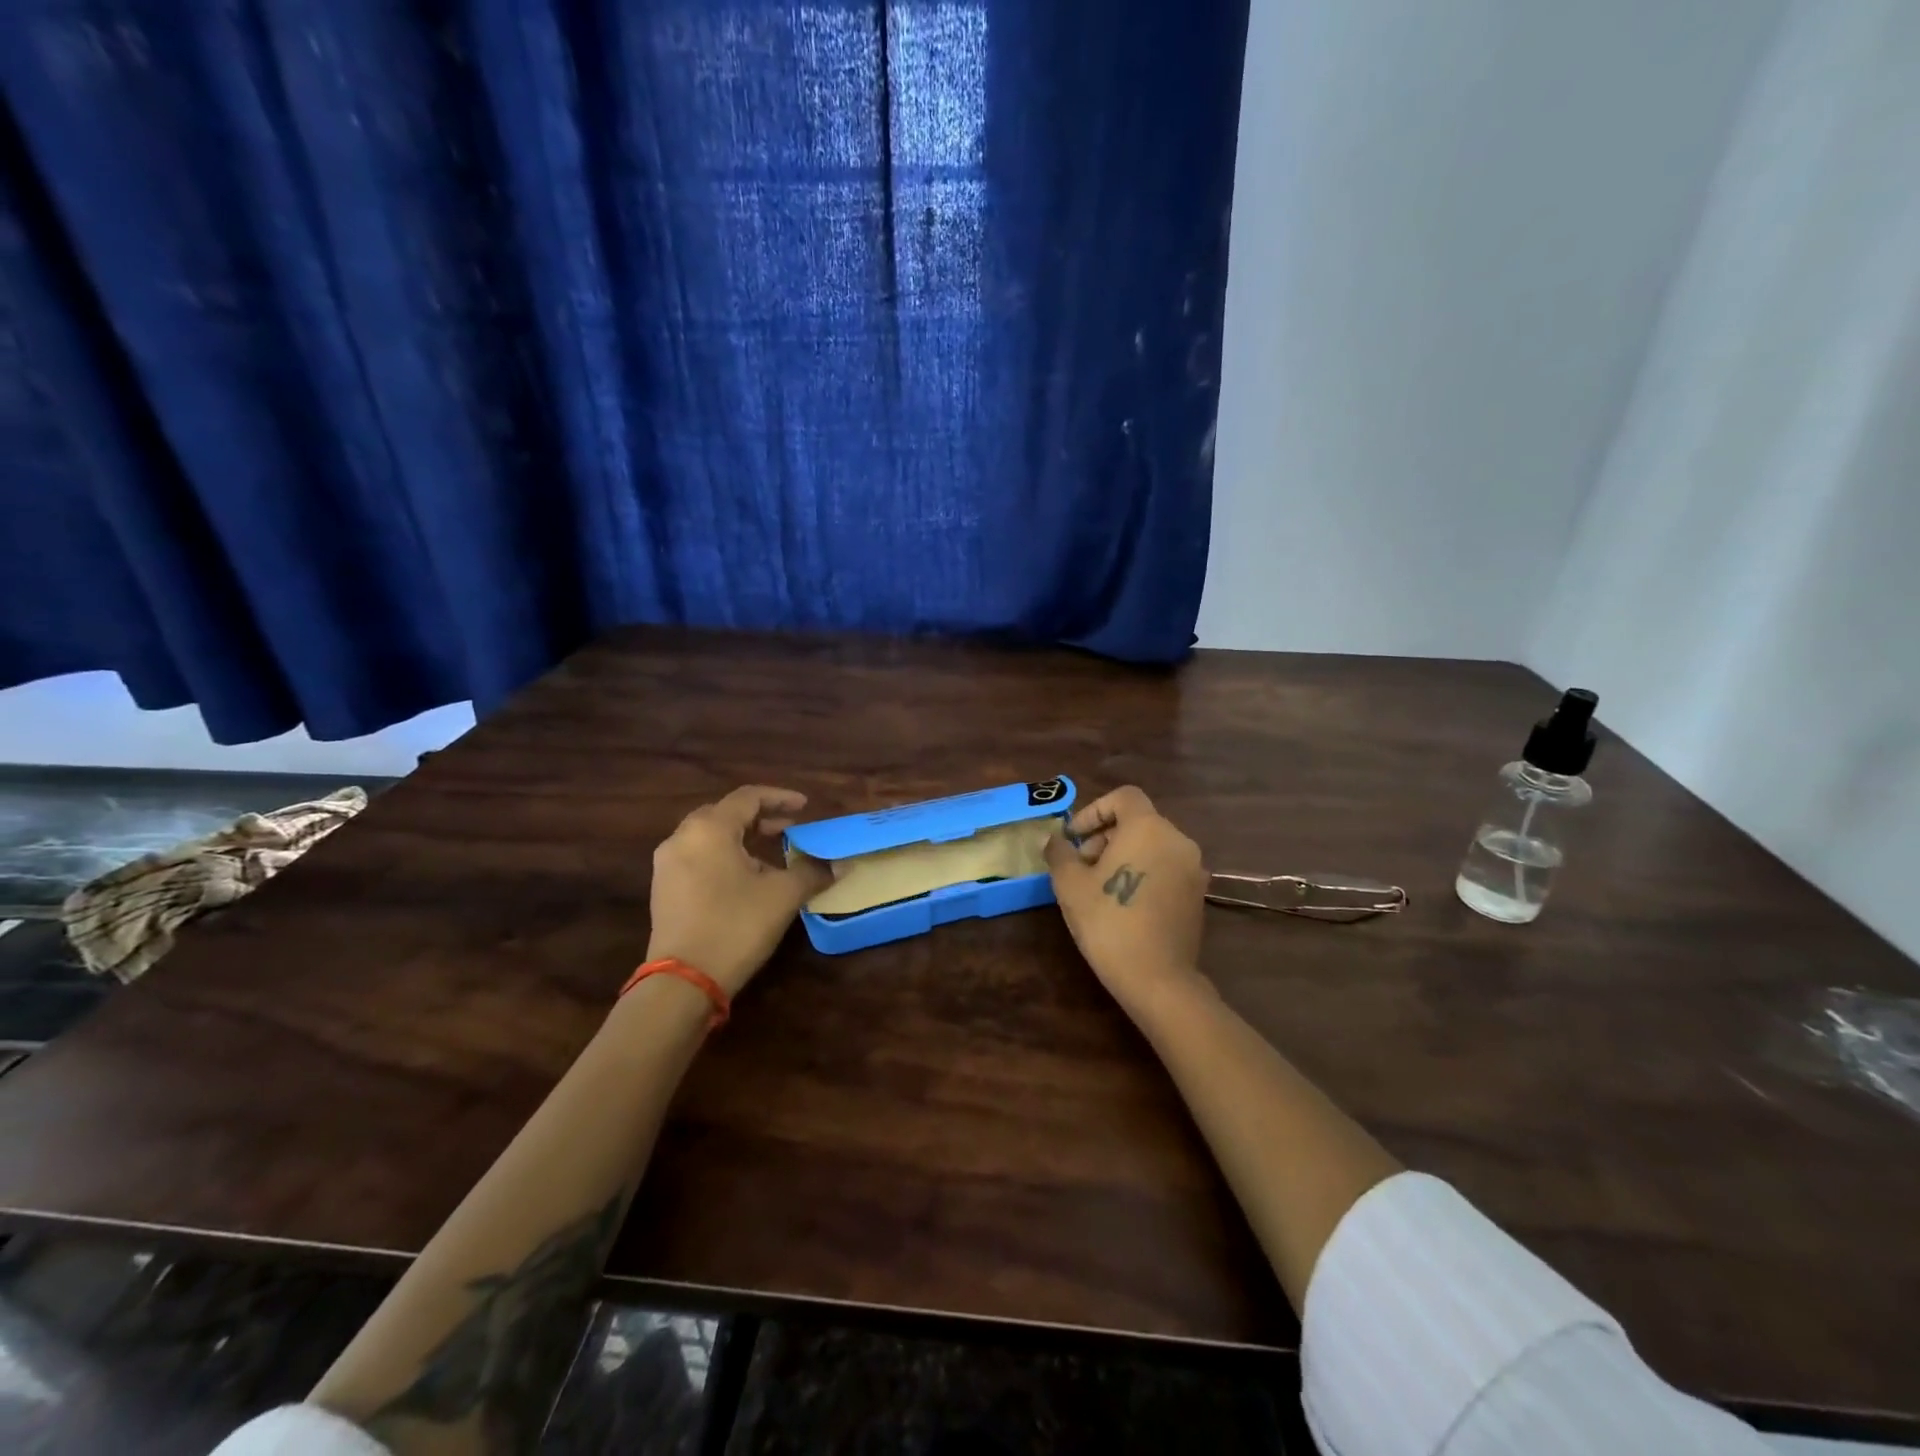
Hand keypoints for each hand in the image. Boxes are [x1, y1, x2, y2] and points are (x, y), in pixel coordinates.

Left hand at [646, 786, 831, 996]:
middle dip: (760, 818)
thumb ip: (812, 872)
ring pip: (710, 837)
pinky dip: (725, 857)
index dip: (780, 798)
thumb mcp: (783, 895)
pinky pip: (698, 858)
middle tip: (789, 829)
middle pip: (725, 814)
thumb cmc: (735, 926)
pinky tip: (746, 880)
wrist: (683, 981)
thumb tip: (839, 865)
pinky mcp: (663, 890)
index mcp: (710, 829)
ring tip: (772, 856)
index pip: (748, 797)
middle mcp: (682, 838)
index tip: (806, 806)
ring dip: (742, 839)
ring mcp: (667, 865)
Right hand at [1045, 786, 1208, 1010]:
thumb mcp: (1070, 885)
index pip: (1123, 797)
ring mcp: (1192, 868)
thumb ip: (1060, 853)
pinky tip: (1123, 902)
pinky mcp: (1197, 894)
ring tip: (1098, 885)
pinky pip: (1166, 866)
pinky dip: (1143, 871)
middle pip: (1138, 821)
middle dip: (1105, 835)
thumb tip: (1055, 840)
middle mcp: (1177, 839)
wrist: (1157, 978)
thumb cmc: (1109, 922)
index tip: (1074, 837)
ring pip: (1152, 845)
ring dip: (1123, 854)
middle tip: (1081, 865)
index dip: (1094, 810)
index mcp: (1148, 828)